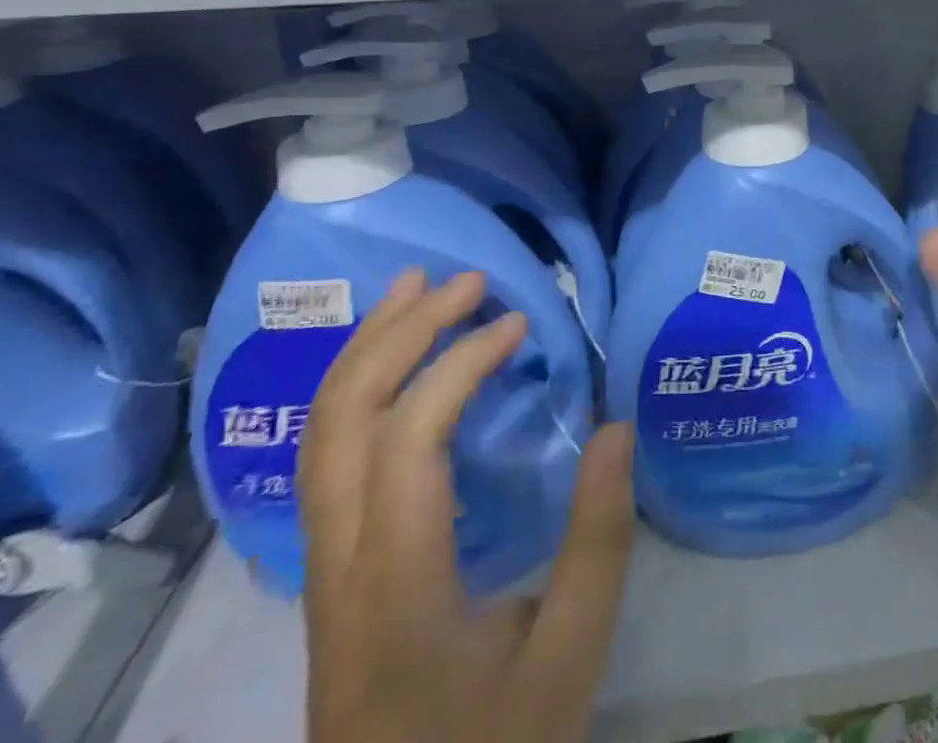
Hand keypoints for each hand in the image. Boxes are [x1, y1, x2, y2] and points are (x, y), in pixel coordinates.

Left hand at [299, 270, 635, 742]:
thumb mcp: (568, 657)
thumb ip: (599, 541)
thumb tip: (616, 426)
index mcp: (396, 586)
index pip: (409, 439)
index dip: (461, 363)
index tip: (520, 325)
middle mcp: (340, 564)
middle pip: (343, 419)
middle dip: (402, 332)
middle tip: (466, 280)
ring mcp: (323, 567)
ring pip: (320, 434)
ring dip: (367, 348)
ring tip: (415, 288)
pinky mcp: (331, 571)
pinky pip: (326, 456)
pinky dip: (357, 386)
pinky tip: (391, 362)